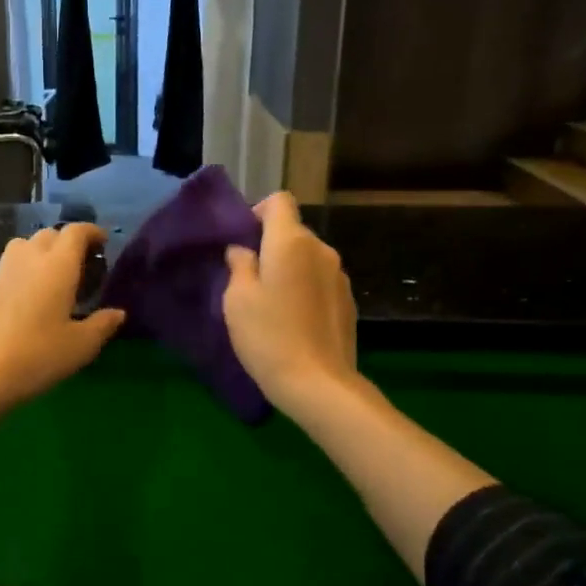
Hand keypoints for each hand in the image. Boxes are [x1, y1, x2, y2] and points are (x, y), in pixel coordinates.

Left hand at [0, 224, 126, 417]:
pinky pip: (10, 266)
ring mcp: (2, 272)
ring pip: (25, 245)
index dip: (91, 232)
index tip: (103, 242)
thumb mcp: (80, 346)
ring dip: (42, 251)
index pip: (75, 232)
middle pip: (49, 234)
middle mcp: (29, 260)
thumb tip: (118, 313)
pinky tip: (30, 297)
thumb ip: (102, 325)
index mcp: (57, 266)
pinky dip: (24, 269)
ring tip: (54, 276)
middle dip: (68, 242)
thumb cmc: (36, 357)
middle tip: (82, 263)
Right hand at [223, 193, 359, 418]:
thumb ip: (239, 266)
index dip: (258, 213)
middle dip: (271, 245)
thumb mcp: (237, 299)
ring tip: (272, 302)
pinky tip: (294, 319)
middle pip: (293, 231)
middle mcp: (321, 250)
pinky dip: (305, 288)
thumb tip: (243, 251)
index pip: (279, 201)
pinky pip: (320, 281)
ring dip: (289, 269)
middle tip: (249, 278)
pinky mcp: (348, 301)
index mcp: (291, 242)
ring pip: (308, 258)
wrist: (317, 383)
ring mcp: (339, 276)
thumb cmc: (268, 335)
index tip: (243, 241)